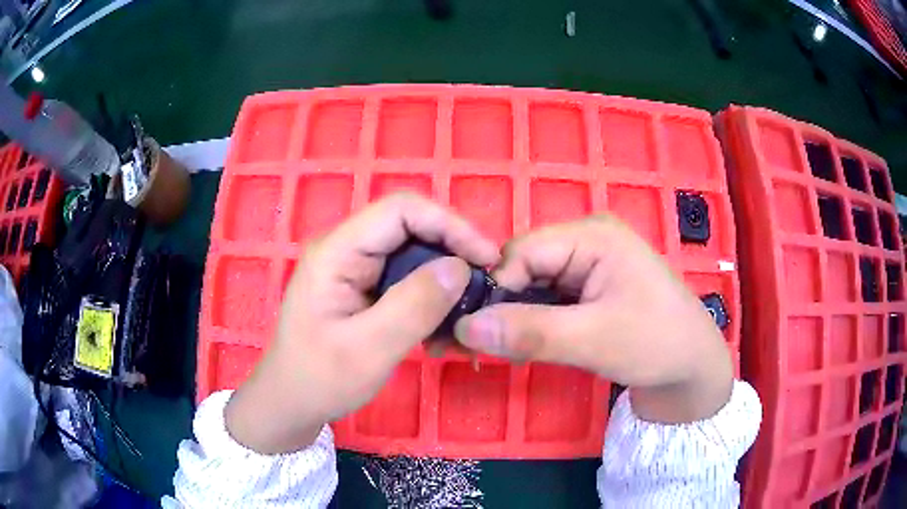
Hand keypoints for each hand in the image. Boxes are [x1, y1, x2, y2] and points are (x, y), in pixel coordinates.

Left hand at [225, 194, 498, 453]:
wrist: (291, 401)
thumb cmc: (320, 379)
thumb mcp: (369, 350)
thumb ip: (414, 306)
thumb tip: (460, 267)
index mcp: (337, 252)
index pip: (401, 210)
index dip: (449, 224)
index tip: (486, 257)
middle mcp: (345, 248)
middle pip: (410, 226)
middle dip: (452, 249)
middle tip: (484, 284)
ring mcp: (353, 266)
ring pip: (412, 251)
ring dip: (444, 276)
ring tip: (466, 308)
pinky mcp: (362, 286)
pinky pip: (405, 276)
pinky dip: (430, 294)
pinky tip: (442, 322)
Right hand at [454, 216, 732, 422]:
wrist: (692, 367)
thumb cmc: (656, 343)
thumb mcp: (593, 340)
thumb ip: (529, 332)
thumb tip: (464, 327)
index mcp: (593, 236)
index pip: (523, 251)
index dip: (495, 288)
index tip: (474, 331)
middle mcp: (587, 241)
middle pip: (525, 266)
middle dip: (503, 305)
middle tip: (480, 346)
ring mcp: (589, 264)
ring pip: (533, 285)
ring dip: (516, 317)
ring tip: (499, 350)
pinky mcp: (589, 288)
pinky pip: (548, 299)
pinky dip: (533, 322)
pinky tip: (524, 345)